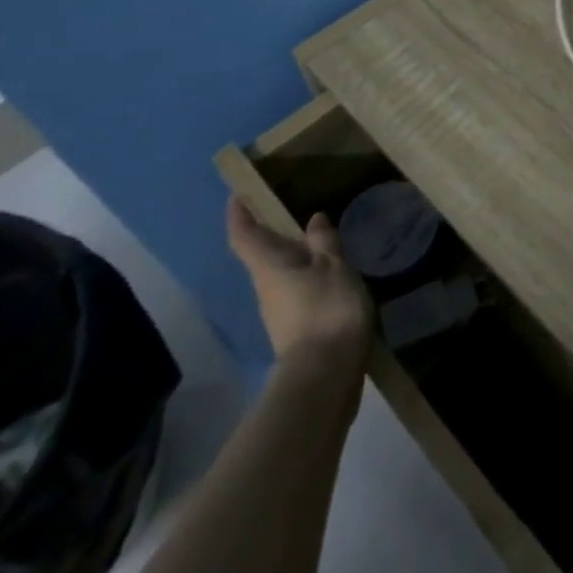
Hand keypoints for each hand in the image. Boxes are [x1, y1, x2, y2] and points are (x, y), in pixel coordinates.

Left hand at [226, 198, 374, 373]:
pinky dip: (308, 281)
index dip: (239, 215)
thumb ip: (325, 242)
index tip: (237, 196)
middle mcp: (266, 288)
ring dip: (294, 260)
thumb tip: (313, 219)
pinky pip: (296, 295)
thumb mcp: (334, 267)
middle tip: (290, 215)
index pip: (245, 235)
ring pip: (280, 276)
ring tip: (319, 244)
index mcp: (270, 267)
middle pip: (262, 257)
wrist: (325, 377)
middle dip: (272, 236)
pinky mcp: (294, 332)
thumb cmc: (327, 310)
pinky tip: (330, 279)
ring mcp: (278, 313)